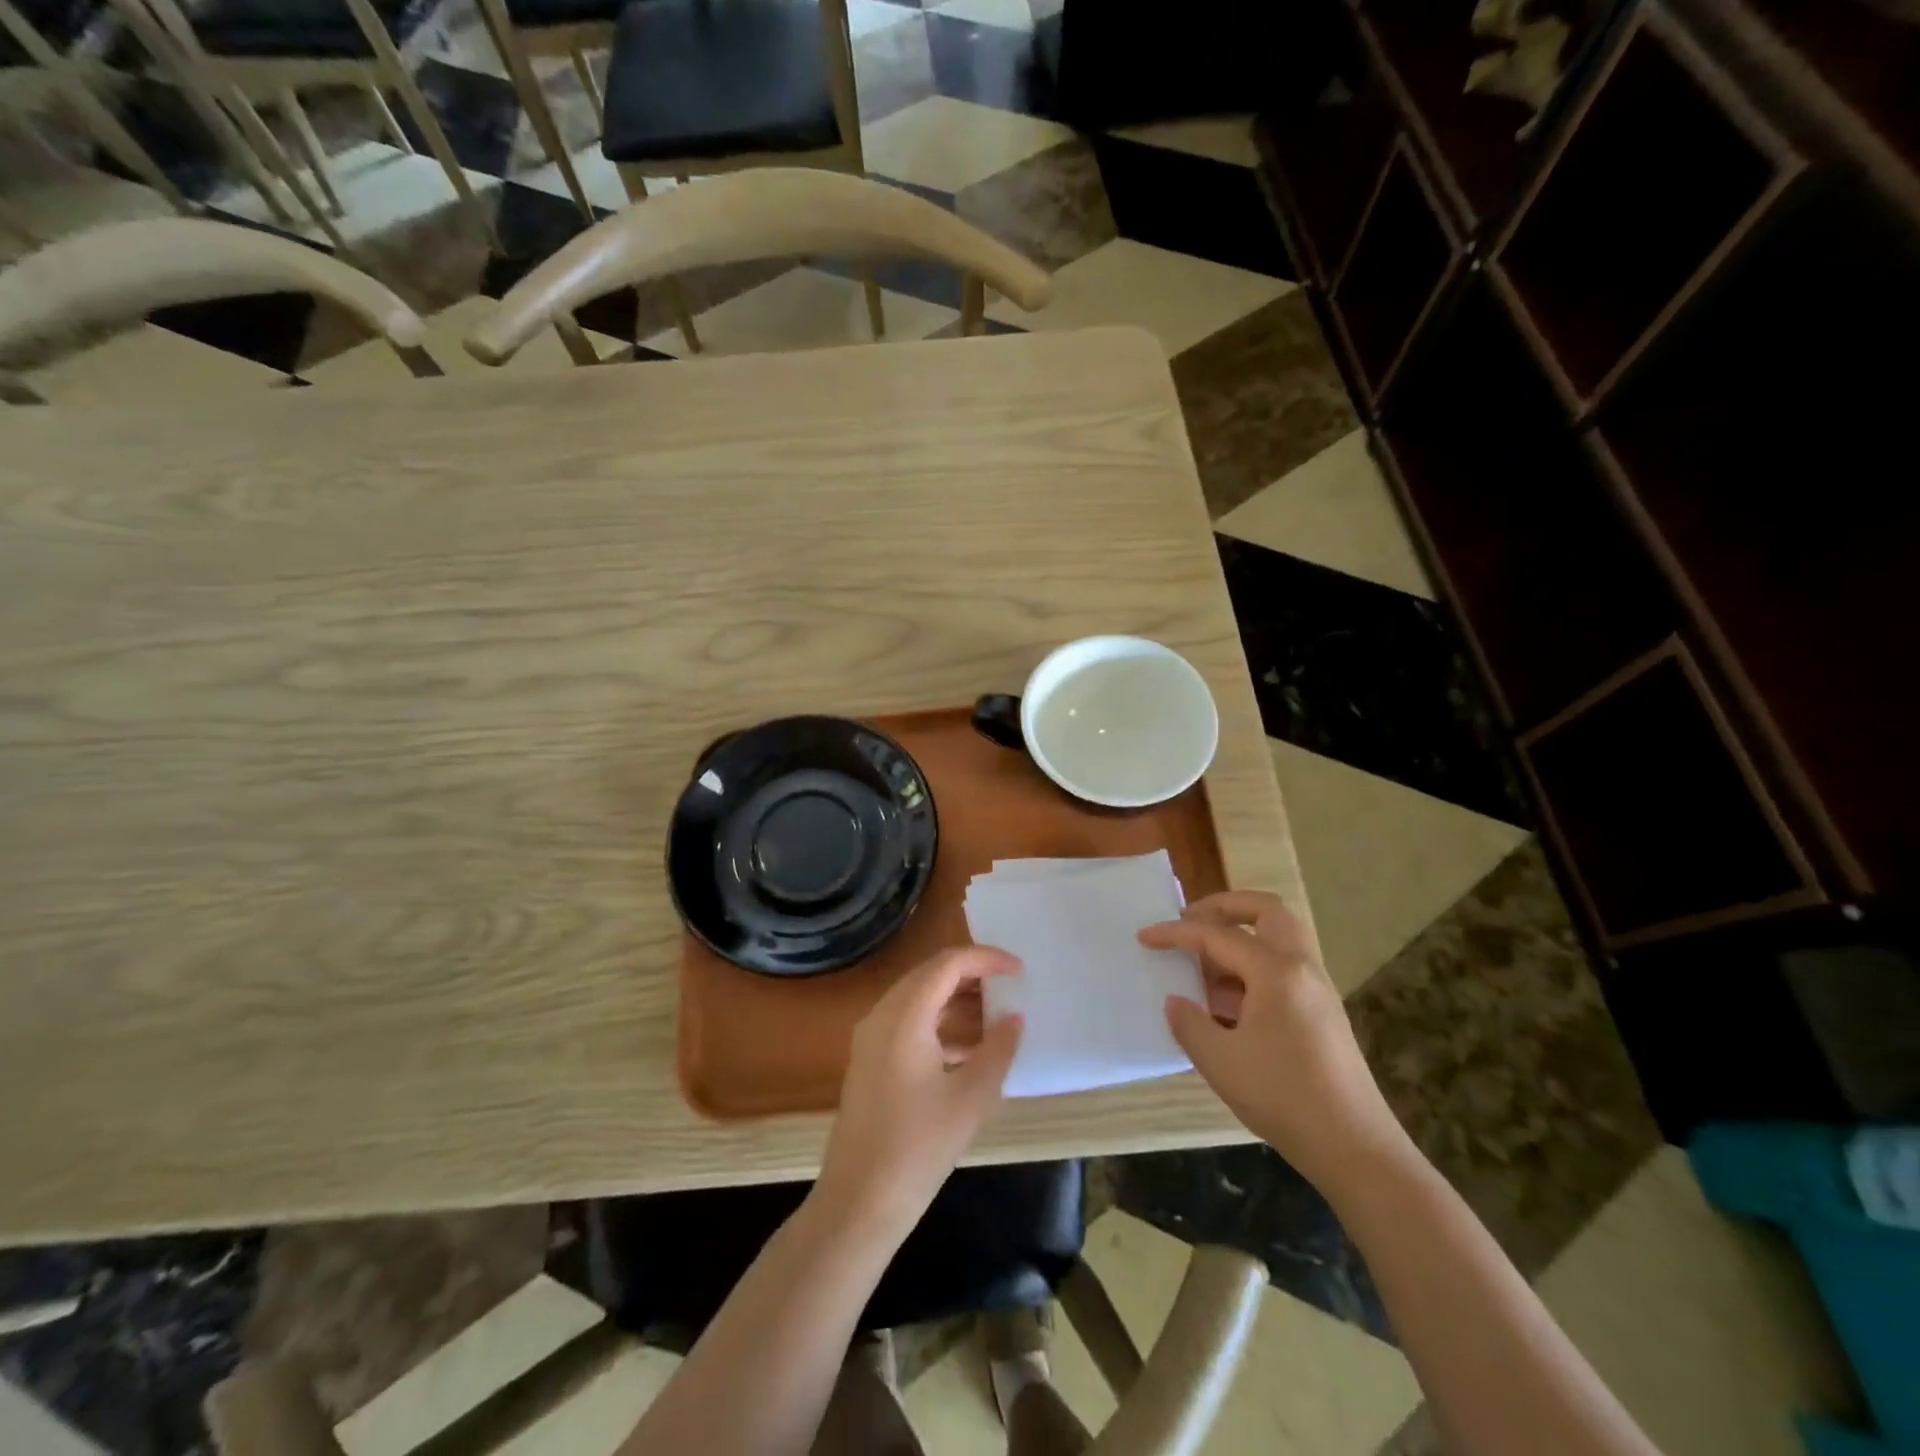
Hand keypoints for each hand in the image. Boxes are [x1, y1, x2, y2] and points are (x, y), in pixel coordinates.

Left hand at [816, 947, 1022, 1235]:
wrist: (859, 1201)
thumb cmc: (919, 1147)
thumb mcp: (971, 1098)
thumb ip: (998, 1050)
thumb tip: (1014, 1018)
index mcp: (904, 1015)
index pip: (948, 964)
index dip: (986, 958)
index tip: (1019, 969)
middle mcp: (882, 1014)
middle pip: (930, 974)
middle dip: (972, 974)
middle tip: (1010, 987)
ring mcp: (871, 1037)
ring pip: (919, 998)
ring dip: (956, 999)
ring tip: (997, 1015)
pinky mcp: (870, 1060)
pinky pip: (908, 1022)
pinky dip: (940, 1023)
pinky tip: (970, 1049)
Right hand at [1141, 891, 1405, 1192]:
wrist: (1354, 1148)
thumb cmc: (1283, 1097)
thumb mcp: (1220, 1061)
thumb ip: (1189, 1023)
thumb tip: (1176, 1002)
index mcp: (1276, 971)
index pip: (1218, 935)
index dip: (1176, 933)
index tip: (1145, 937)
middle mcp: (1301, 969)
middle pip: (1266, 911)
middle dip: (1224, 907)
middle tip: (1190, 922)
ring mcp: (1316, 991)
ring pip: (1277, 940)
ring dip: (1239, 940)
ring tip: (1203, 970)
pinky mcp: (1322, 1014)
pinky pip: (1282, 971)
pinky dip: (1251, 970)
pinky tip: (1226, 1006)